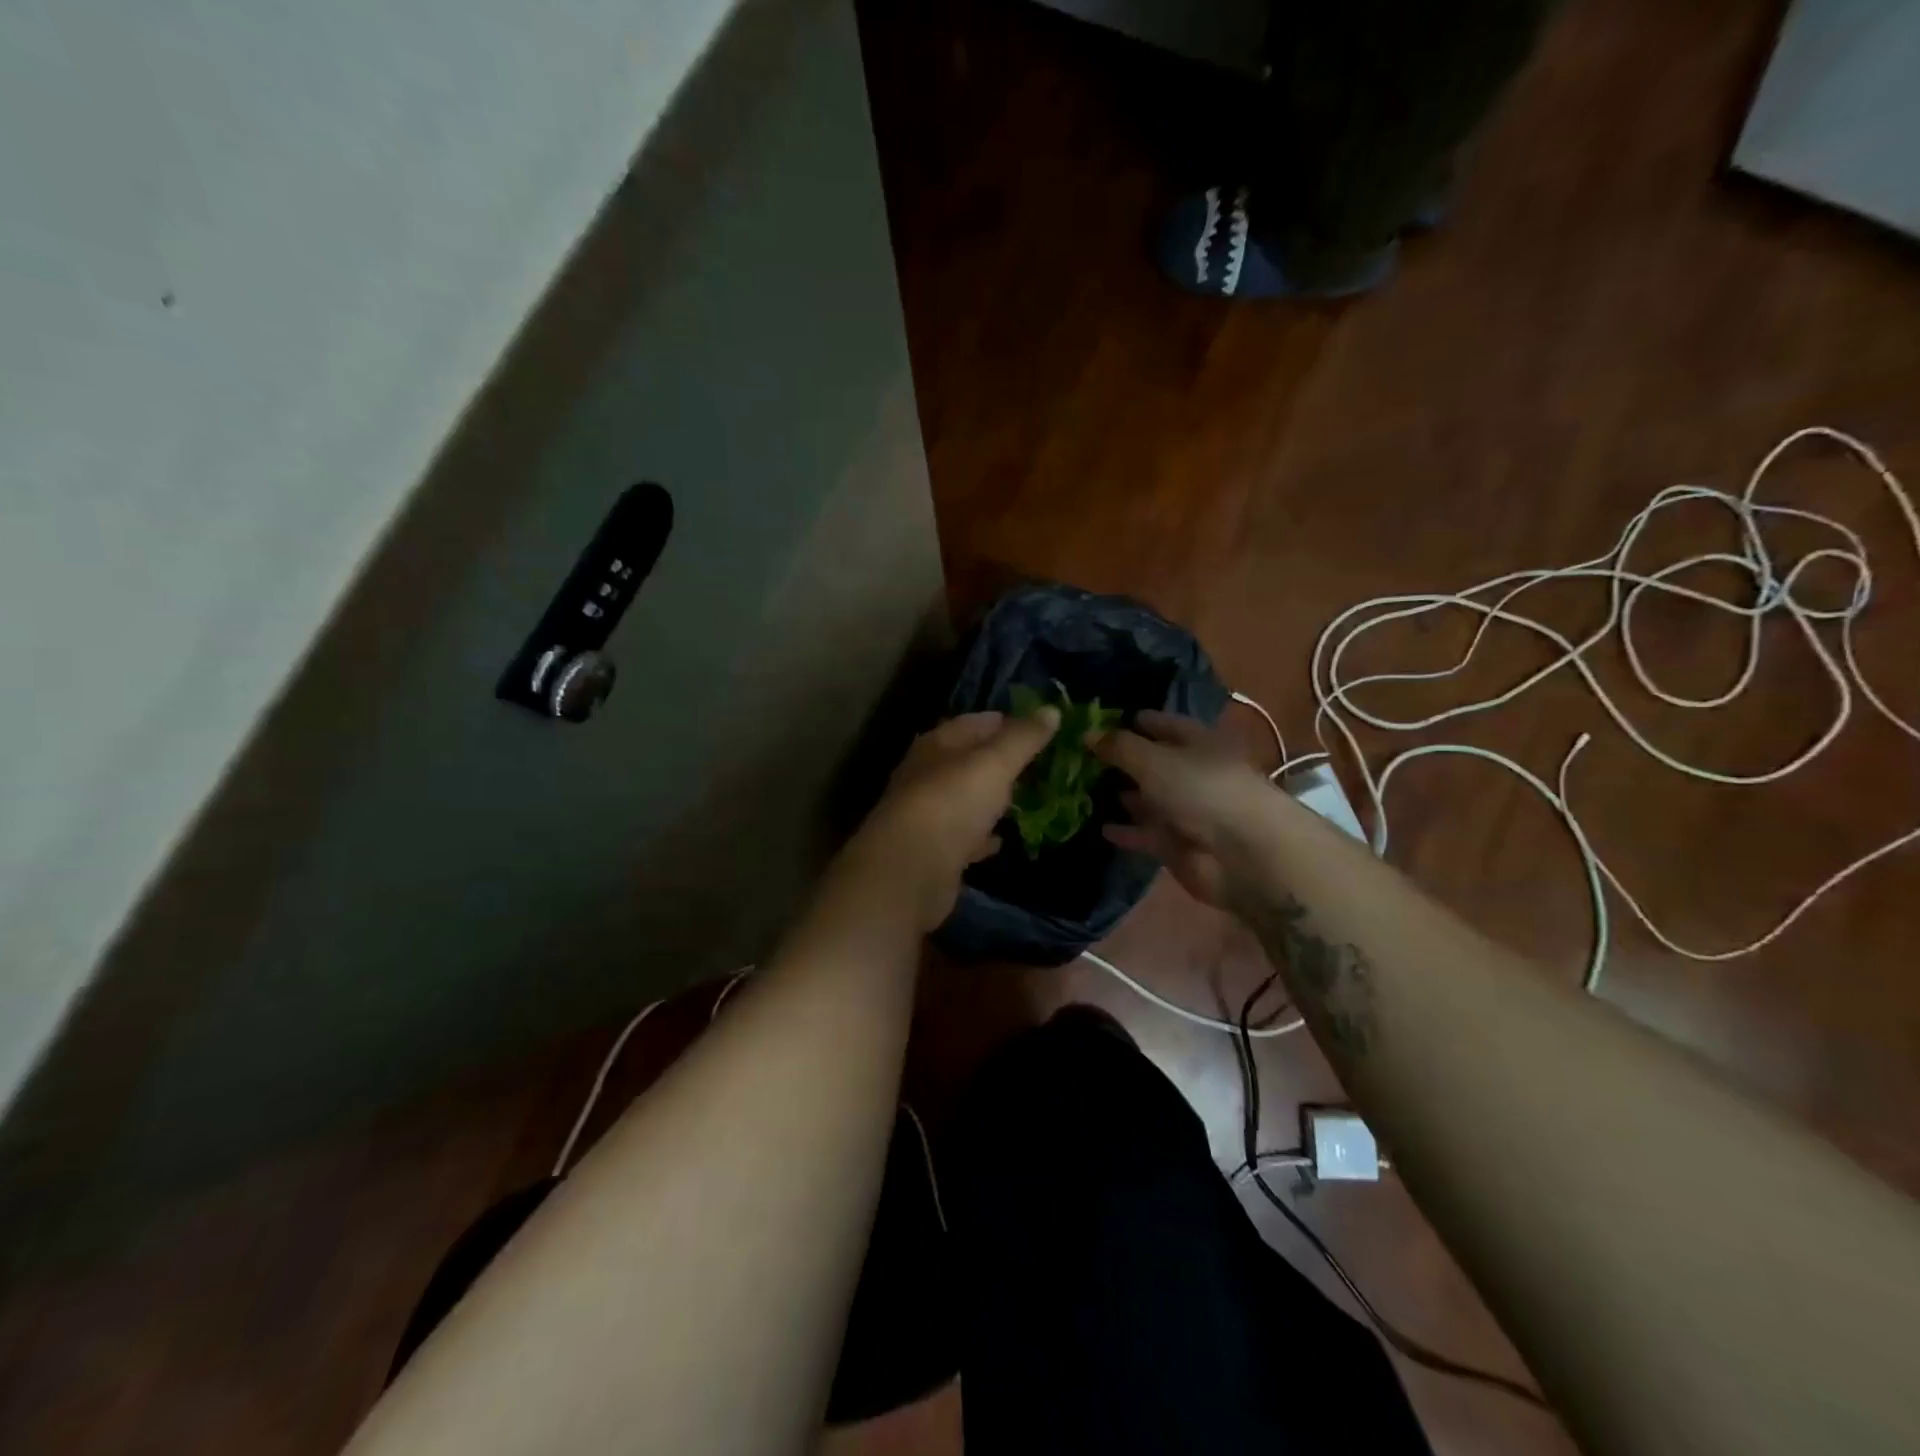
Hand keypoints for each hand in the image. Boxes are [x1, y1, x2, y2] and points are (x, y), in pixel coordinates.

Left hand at [842, 709, 1058, 929]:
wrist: (910, 870)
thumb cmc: (952, 803)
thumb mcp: (994, 763)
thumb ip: (1023, 738)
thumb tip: (1052, 710)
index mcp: (936, 746)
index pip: (972, 723)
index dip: (1003, 721)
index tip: (1034, 726)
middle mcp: (926, 777)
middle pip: (965, 761)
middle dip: (997, 761)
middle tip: (1034, 764)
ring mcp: (927, 816)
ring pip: (964, 799)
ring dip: (988, 798)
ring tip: (1022, 798)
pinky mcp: (933, 853)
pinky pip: (963, 838)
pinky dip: (981, 836)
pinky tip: (999, 840)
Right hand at [1092, 710, 1275, 908]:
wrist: (1243, 854)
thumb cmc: (1202, 790)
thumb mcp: (1154, 760)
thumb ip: (1119, 747)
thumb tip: (1087, 733)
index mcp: (1196, 742)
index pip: (1160, 724)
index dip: (1130, 721)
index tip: (1093, 722)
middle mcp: (1192, 773)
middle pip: (1152, 763)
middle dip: (1120, 761)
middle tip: (1077, 758)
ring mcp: (1186, 811)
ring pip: (1147, 799)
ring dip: (1121, 796)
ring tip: (1080, 791)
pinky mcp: (1178, 845)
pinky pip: (1145, 833)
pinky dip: (1126, 831)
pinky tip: (1098, 826)